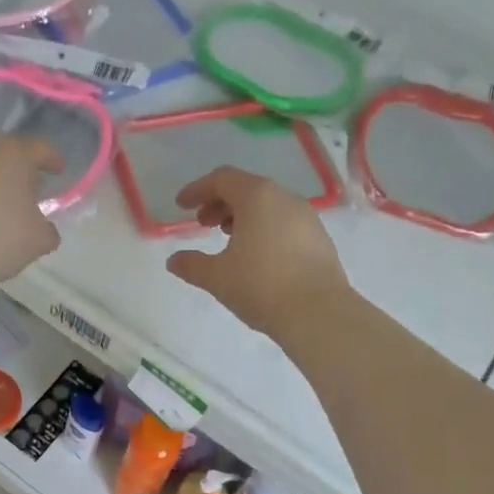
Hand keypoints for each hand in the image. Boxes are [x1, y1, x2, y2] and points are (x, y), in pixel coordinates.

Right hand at [166, 167, 350, 334]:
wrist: (319, 314)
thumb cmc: (261, 286)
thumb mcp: (217, 277)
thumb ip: (191, 265)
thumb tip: (174, 261)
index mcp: (257, 197)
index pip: (222, 179)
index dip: (197, 189)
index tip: (181, 205)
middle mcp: (285, 199)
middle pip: (247, 189)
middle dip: (220, 203)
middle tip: (203, 224)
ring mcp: (307, 218)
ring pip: (268, 206)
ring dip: (243, 217)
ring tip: (228, 240)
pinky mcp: (319, 239)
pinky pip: (284, 223)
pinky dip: (263, 229)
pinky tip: (256, 256)